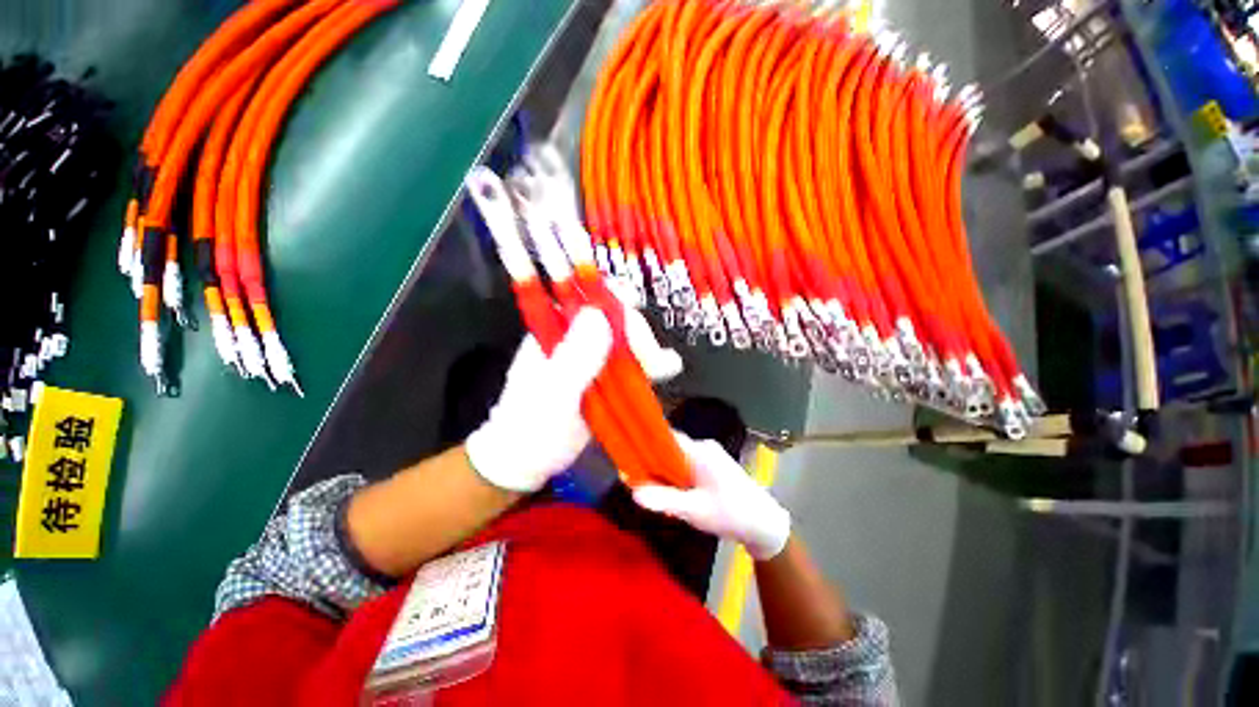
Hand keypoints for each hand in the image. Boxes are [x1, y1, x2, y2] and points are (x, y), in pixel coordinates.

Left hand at [466, 305, 681, 492]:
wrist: (527, 461)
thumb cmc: (530, 427)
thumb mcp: (551, 394)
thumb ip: (574, 357)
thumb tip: (599, 314)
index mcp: (554, 330)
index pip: (588, 300)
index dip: (615, 304)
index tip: (635, 325)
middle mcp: (575, 338)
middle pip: (615, 318)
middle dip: (637, 333)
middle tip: (652, 359)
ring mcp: (592, 358)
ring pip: (627, 340)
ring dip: (648, 349)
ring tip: (664, 366)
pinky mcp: (605, 378)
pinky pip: (632, 363)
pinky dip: (650, 364)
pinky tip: (667, 368)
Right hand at [632, 433, 790, 559]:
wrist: (765, 525)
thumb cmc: (731, 514)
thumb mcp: (695, 511)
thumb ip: (664, 500)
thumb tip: (633, 491)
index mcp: (699, 451)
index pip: (665, 438)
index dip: (646, 444)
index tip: (629, 457)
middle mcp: (703, 448)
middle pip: (669, 448)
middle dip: (654, 464)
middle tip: (640, 483)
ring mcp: (709, 456)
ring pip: (677, 459)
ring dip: (666, 473)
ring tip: (657, 493)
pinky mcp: (712, 467)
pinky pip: (687, 466)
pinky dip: (677, 477)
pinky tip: (676, 495)